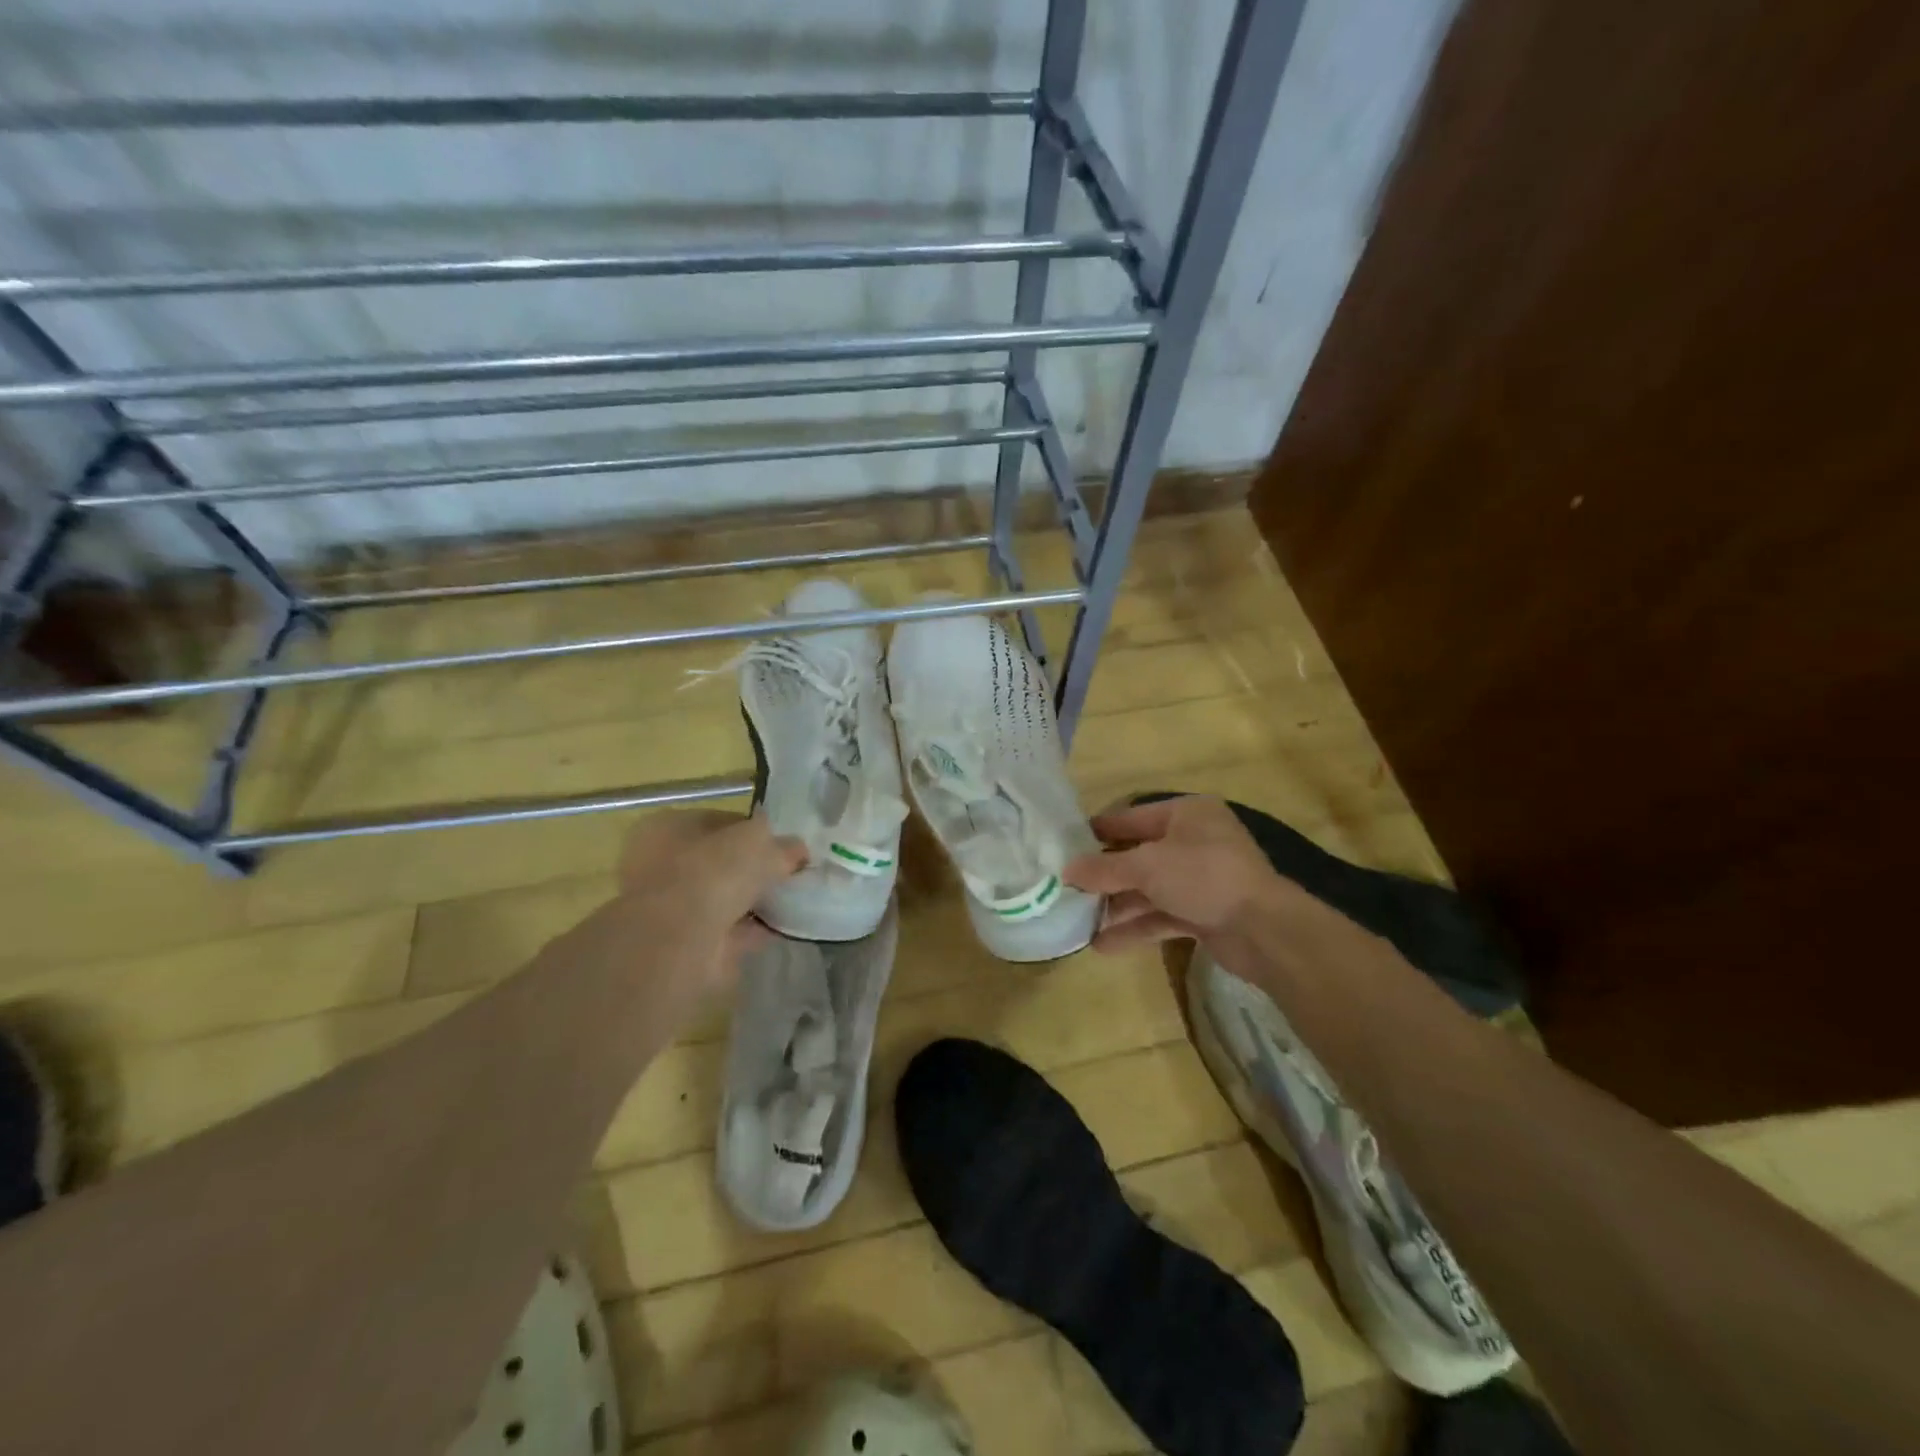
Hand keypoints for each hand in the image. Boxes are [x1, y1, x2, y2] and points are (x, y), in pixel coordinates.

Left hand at [616, 809, 806, 989]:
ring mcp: (670, 907)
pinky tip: (781, 927)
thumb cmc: (711, 871)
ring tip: (791, 900)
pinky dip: (752, 929)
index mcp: (668, 826)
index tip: (783, 844)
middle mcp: (660, 864)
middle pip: (719, 862)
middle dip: (753, 869)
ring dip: (753, 901)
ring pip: (722, 898)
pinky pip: (728, 930)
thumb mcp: (758, 841)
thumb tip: (797, 849)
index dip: (753, 830)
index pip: (718, 822)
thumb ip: (780, 843)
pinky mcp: (685, 942)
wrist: (679, 940)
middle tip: (789, 873)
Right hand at [1063, 795, 1281, 951]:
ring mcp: (1201, 878)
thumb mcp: (1147, 866)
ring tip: (1078, 921)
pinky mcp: (1205, 912)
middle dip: (1105, 875)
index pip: (1131, 818)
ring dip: (1117, 906)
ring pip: (1149, 889)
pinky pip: (1162, 915)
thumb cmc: (1203, 877)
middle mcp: (1194, 840)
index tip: (1064, 846)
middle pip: (1139, 855)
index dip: (1098, 832)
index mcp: (1186, 814)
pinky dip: (1136, 928)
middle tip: (1066, 887)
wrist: (1264, 930)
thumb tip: (1066, 871)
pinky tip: (1104, 944)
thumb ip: (1104, 868)